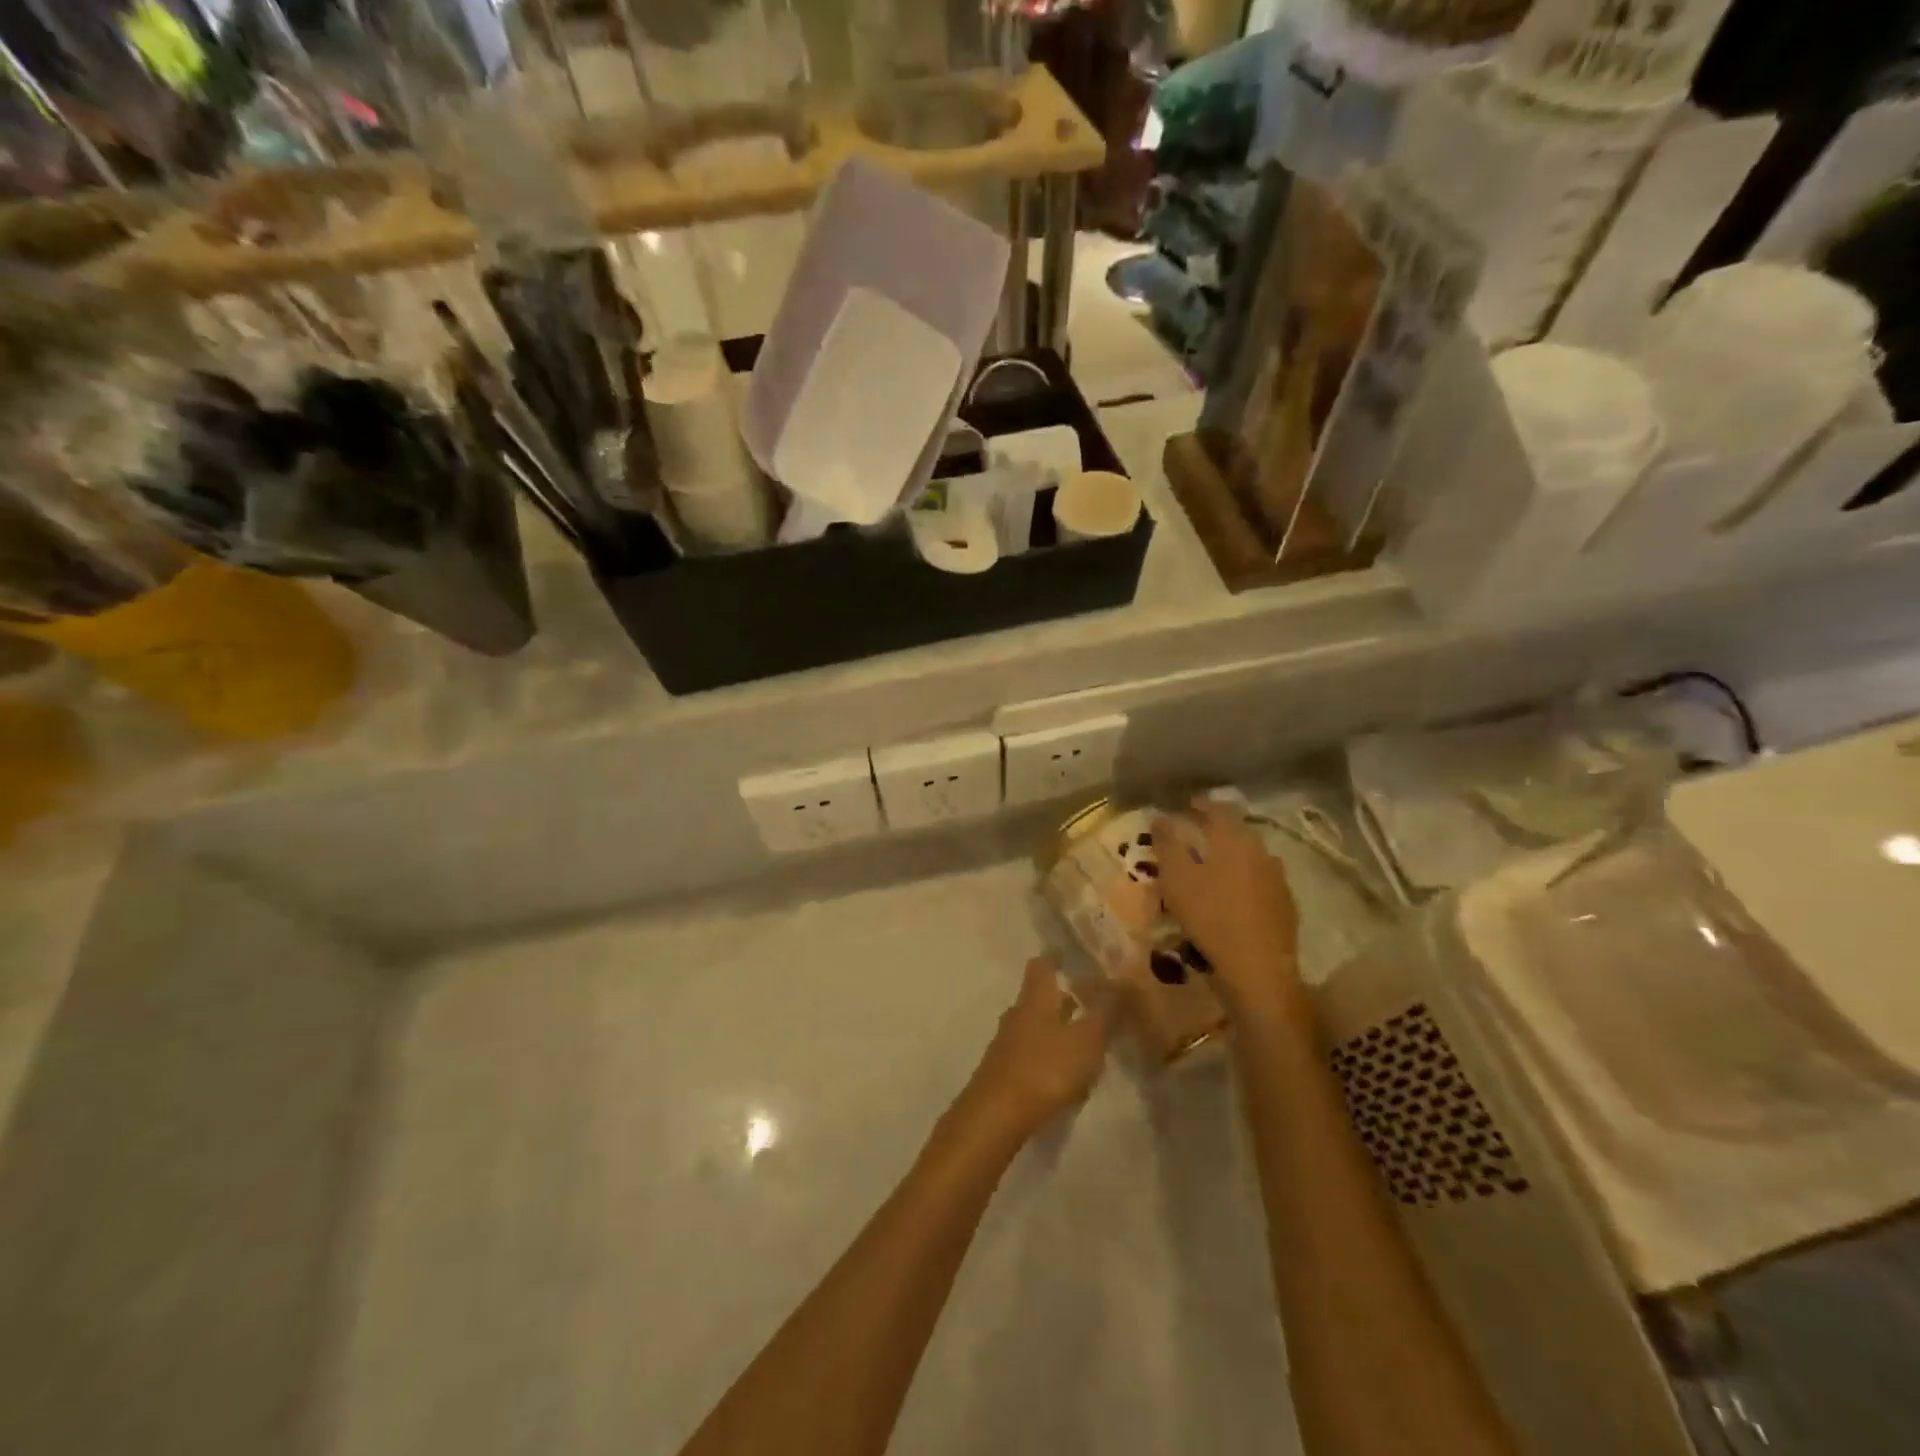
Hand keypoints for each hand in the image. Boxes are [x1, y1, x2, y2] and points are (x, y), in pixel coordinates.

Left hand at [962, 957, 1109, 1141]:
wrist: (996, 1115)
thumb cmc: (1045, 1068)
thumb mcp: (1086, 1041)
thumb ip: (1104, 1013)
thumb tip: (1120, 981)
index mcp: (1036, 999)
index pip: (1042, 965)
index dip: (1055, 957)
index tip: (1068, 954)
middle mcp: (1017, 1014)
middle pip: (1038, 997)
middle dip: (1061, 998)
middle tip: (1087, 1001)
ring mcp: (1006, 1043)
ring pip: (1034, 1026)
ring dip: (1055, 1028)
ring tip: (1082, 1041)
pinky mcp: (1003, 1071)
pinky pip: (1029, 1053)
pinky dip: (1047, 1055)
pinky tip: (1063, 1074)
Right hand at [1153, 797, 1304, 1018]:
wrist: (1259, 968)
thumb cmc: (1211, 917)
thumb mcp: (1176, 879)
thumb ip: (1167, 844)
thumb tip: (1160, 815)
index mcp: (1234, 839)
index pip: (1217, 809)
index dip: (1200, 804)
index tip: (1186, 804)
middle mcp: (1260, 851)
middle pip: (1236, 831)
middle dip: (1215, 829)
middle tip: (1196, 834)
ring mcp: (1277, 877)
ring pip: (1249, 856)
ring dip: (1230, 855)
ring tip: (1211, 865)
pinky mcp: (1284, 903)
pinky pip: (1259, 879)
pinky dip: (1243, 878)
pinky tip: (1232, 893)